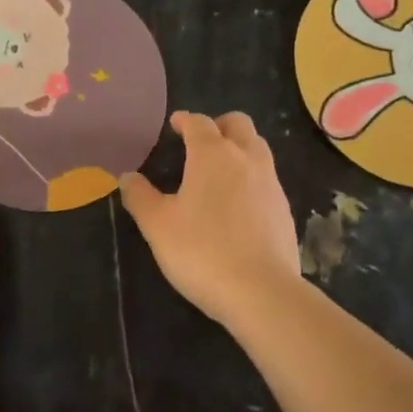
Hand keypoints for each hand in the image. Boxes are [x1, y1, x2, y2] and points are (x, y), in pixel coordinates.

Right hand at [119, 111, 299, 327]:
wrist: (261, 291)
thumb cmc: (200, 250)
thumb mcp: (157, 225)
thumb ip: (140, 196)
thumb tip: (128, 177)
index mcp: (212, 155)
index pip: (199, 123)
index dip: (185, 120)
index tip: (175, 124)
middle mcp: (246, 159)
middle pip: (238, 124)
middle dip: (219, 125)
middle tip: (200, 141)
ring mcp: (271, 183)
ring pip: (258, 148)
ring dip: (239, 148)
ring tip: (219, 170)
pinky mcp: (284, 209)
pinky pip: (267, 179)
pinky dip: (251, 178)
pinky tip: (237, 204)